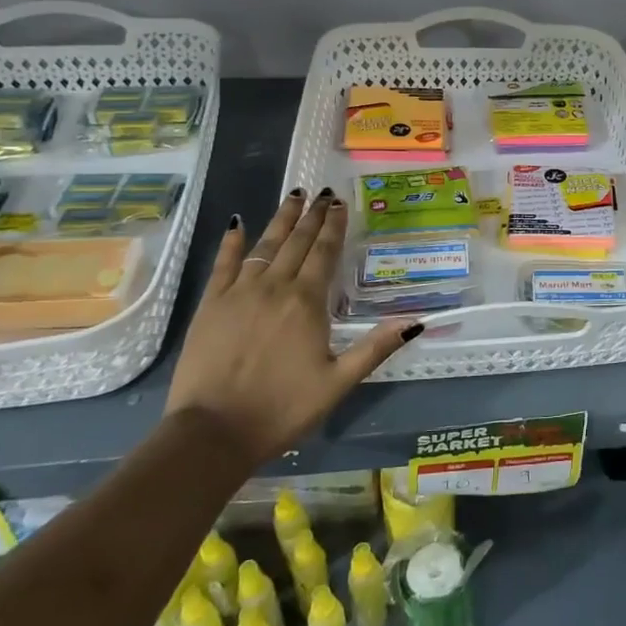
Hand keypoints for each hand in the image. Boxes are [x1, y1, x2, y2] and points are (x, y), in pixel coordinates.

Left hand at [164, 190, 418, 463]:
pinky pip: (223, 264)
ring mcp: (238, 293)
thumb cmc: (282, 409)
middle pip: (296, 242)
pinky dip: (231, 243)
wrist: (213, 432)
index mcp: (307, 303)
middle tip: (321, 193)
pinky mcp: (210, 305)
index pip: (324, 253)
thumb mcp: (339, 383)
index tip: (340, 203)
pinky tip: (237, 225)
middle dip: (311, 216)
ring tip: (292, 197)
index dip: (333, 226)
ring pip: (264, 245)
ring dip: (280, 220)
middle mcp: (274, 287)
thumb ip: (375, 348)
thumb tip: (415, 322)